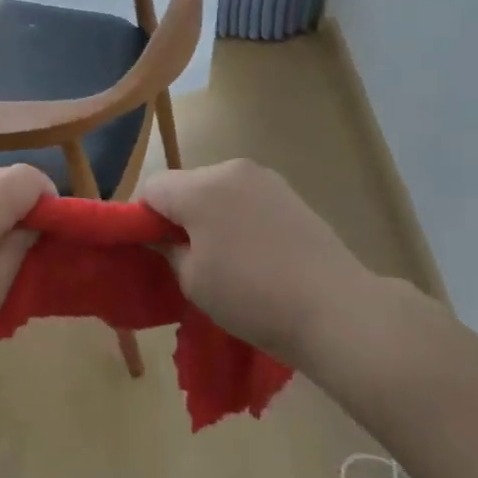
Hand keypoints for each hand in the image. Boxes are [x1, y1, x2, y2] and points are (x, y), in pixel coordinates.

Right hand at [138, 159, 416, 367]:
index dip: (142, 217)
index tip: (151, 250)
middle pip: (185, 184)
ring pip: (216, 190)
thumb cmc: (252, 297)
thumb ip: (167, 250)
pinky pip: (246, 198)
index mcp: (200, 187)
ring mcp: (265, 178)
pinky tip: (253, 253)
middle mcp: (231, 169)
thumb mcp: (193, 281)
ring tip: (224, 258)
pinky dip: (237, 217)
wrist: (335, 308)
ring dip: (209, 215)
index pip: (152, 188)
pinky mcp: (290, 193)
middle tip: (185, 258)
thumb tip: (160, 237)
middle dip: (177, 214)